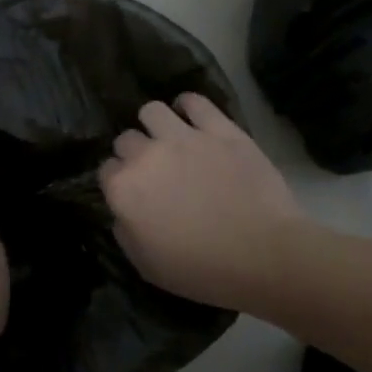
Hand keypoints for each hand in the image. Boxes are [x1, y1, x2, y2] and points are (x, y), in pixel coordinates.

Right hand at [99, 94, 301, 310]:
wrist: (264, 256)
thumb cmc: (202, 270)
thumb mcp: (146, 265)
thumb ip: (124, 232)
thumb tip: (124, 213)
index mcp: (124, 189)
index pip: (106, 170)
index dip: (118, 182)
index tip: (133, 194)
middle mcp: (146, 155)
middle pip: (126, 139)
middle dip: (134, 153)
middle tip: (154, 170)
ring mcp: (184, 137)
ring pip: (152, 111)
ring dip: (155, 125)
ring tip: (169, 139)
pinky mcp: (220, 130)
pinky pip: (194, 101)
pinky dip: (189, 106)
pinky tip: (192, 117)